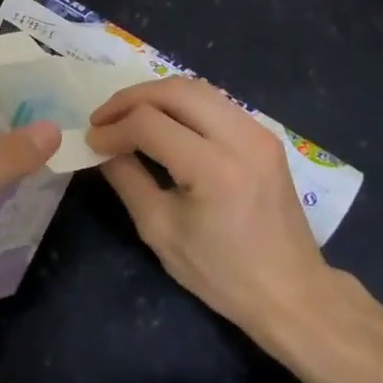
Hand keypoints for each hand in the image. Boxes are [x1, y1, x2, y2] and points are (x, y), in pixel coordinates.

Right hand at [86, 77, 346, 346]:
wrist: (292, 293)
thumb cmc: (222, 273)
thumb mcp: (161, 231)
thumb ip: (127, 179)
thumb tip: (102, 147)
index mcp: (215, 169)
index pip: (150, 124)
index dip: (113, 128)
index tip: (91, 141)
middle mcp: (241, 139)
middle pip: (174, 91)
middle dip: (130, 99)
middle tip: (103, 118)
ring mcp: (258, 133)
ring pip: (196, 88)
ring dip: (155, 95)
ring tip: (127, 116)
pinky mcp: (264, 137)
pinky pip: (215, 102)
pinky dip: (181, 103)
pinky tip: (162, 122)